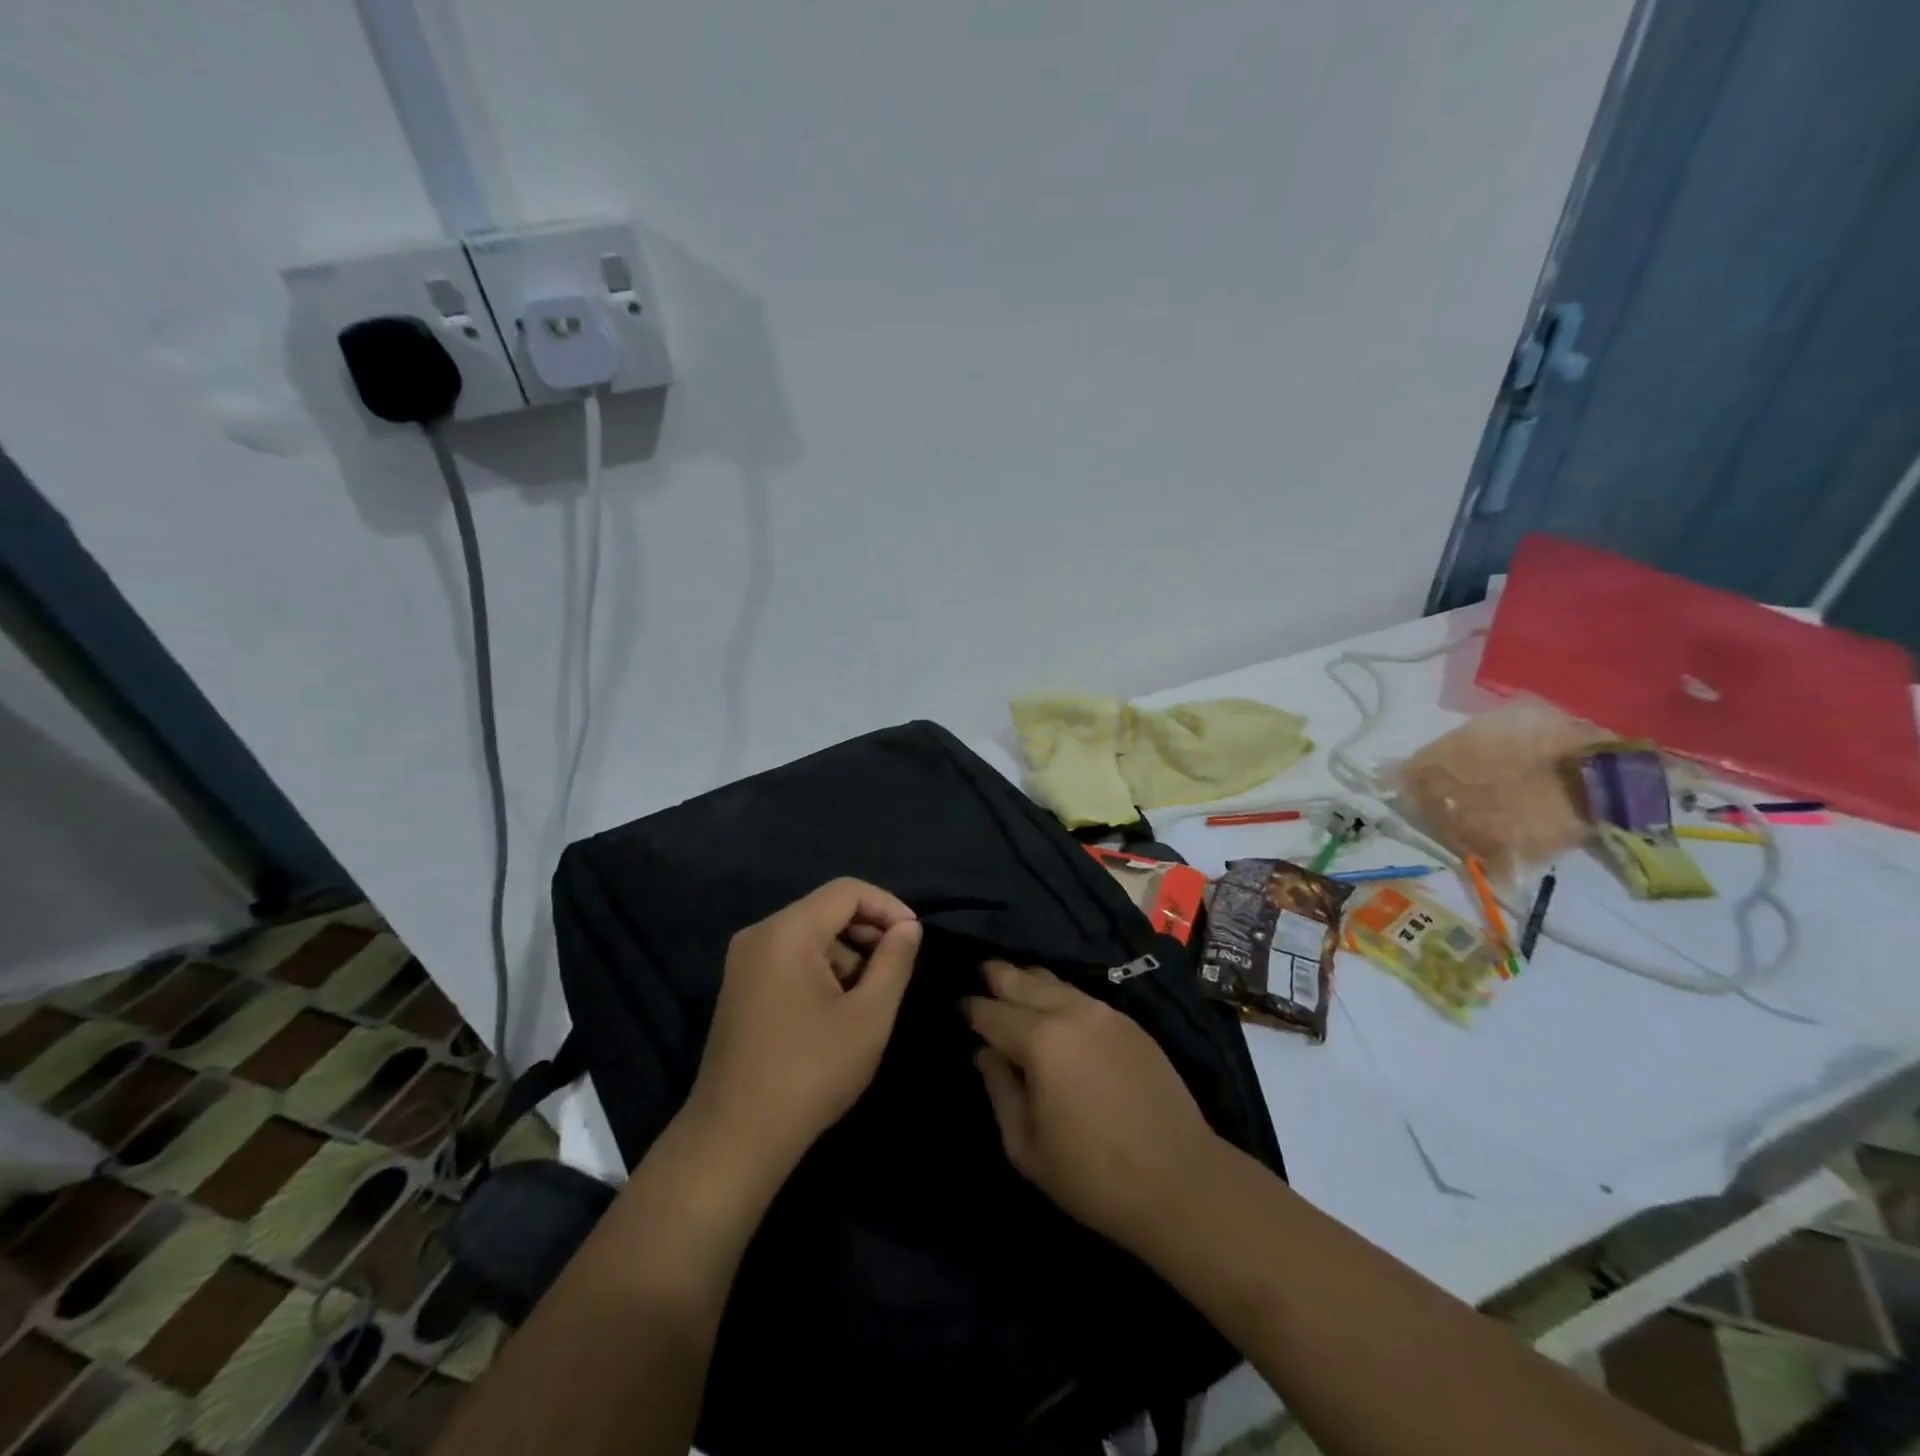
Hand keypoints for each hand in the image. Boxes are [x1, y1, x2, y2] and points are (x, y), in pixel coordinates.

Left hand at [687, 879, 921, 1186]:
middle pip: (826, 909)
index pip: (847, 891)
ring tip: (870, 997)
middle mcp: (760, 934)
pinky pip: (790, 957)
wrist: (735, 1138)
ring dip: (847, 953)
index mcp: (787, 931)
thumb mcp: (869, 1016)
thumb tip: (908, 927)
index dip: (888, 906)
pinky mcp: (741, 986)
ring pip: (810, 934)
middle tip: (897, 969)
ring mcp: (744, 961)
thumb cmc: (810, 1073)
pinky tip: (838, 1009)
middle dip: (868, 931)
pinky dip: (822, 969)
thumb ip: (894, 961)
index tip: (915, 939)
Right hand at [964, 961, 1221, 1252]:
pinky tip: (1054, 1003)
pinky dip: (1060, 993)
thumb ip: (999, 1089)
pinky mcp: (1130, 1022)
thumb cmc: (1092, 1174)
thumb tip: (985, 1052)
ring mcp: (1104, 1013)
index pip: (992, 1012)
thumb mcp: (1026, 1145)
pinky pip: (1082, 996)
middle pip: (1023, 979)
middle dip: (997, 974)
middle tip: (979, 970)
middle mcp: (1071, 1012)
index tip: (957, 1006)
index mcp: (1040, 1041)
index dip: (970, 1008)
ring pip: (1056, 981)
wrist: (1179, 1180)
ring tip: (1013, 982)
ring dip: (1030, 979)